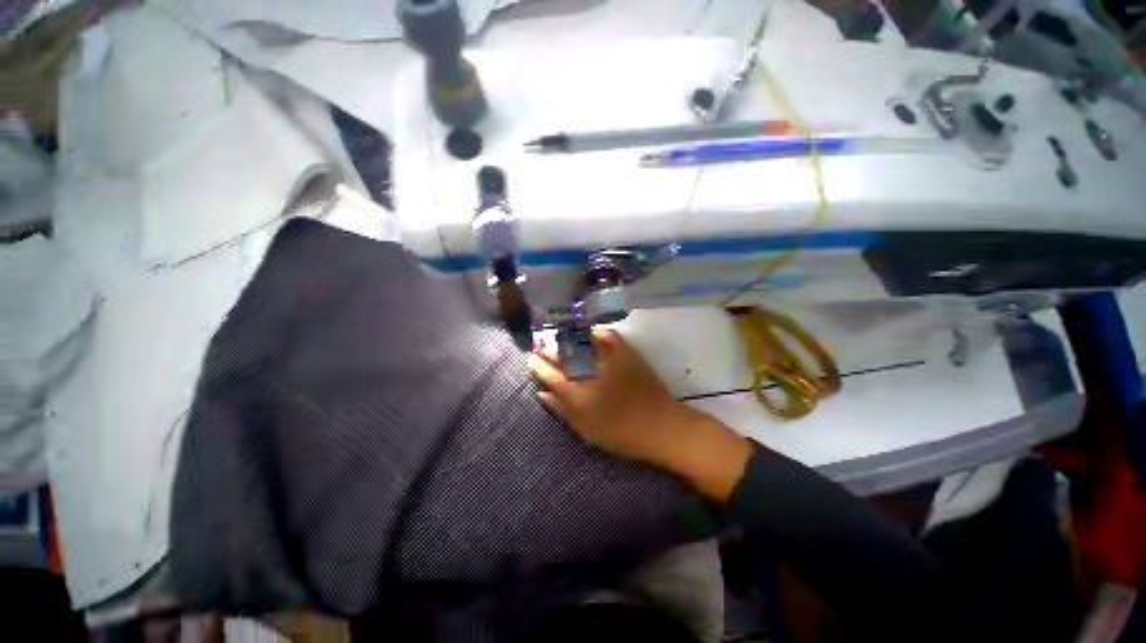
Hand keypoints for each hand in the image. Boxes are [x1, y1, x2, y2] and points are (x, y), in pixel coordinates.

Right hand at [528, 329, 752, 501]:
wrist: (661, 425)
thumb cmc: (620, 434)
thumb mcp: (585, 430)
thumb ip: (561, 409)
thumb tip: (541, 392)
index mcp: (577, 394)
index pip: (549, 373)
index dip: (538, 364)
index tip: (532, 358)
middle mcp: (590, 372)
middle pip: (561, 353)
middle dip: (548, 347)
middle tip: (541, 345)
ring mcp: (608, 359)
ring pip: (579, 341)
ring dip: (565, 337)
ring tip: (558, 337)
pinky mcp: (625, 352)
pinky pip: (605, 335)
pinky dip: (593, 332)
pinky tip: (586, 333)